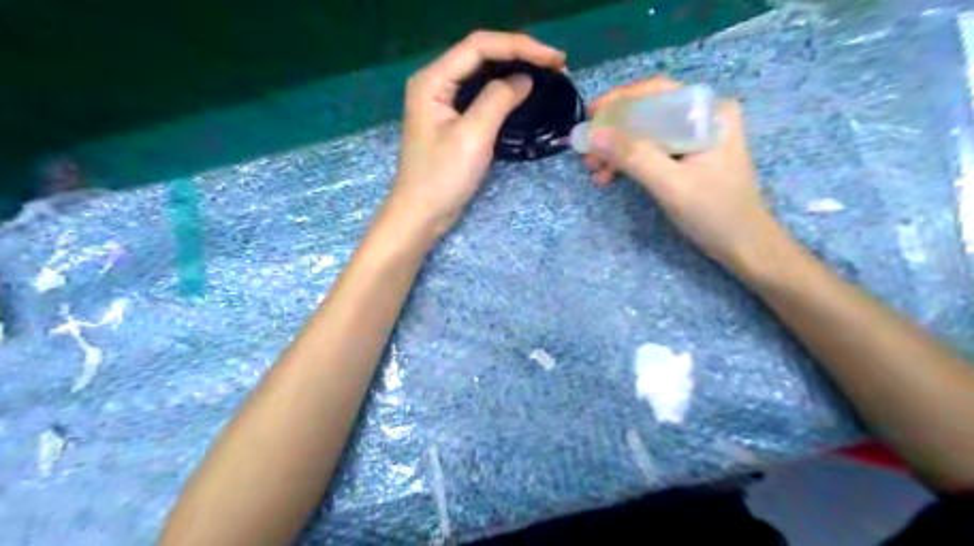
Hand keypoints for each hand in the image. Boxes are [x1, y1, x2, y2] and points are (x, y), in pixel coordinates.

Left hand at [386, 31, 567, 237]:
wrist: (421, 214)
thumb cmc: (442, 178)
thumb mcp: (472, 137)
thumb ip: (498, 100)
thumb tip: (524, 80)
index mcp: (433, 80)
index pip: (479, 46)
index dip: (519, 46)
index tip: (554, 59)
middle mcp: (435, 83)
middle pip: (480, 54)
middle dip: (519, 55)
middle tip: (555, 65)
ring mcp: (442, 102)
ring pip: (481, 74)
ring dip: (513, 71)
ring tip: (546, 74)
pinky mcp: (451, 119)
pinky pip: (480, 94)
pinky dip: (503, 91)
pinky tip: (522, 93)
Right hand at [584, 74, 781, 271]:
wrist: (743, 246)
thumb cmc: (715, 213)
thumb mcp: (671, 185)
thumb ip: (634, 157)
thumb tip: (594, 134)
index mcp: (709, 112)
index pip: (657, 92)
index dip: (619, 101)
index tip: (589, 117)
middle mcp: (703, 117)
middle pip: (648, 112)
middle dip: (614, 132)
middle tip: (587, 153)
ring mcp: (695, 138)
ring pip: (646, 133)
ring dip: (617, 150)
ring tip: (594, 171)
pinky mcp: (688, 157)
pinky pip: (651, 150)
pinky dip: (629, 162)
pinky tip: (609, 177)